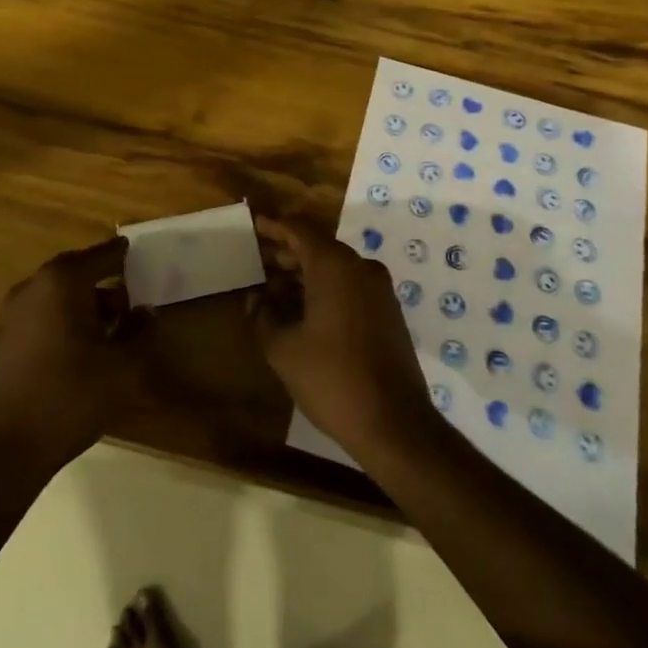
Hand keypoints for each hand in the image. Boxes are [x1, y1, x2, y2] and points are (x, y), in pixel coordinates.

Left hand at [0, 236, 148, 474]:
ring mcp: (15, 312)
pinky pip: (45, 313)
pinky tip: (85, 346)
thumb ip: (139, 332)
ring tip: (114, 325)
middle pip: (79, 271)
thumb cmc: (70, 396)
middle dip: (106, 281)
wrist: (7, 449)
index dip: (125, 256)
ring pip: (60, 294)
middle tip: (134, 295)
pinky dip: (66, 318)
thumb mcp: (121, 367)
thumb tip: (146, 312)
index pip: (103, 255)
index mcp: (62, 281)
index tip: (143, 256)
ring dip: (87, 303)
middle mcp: (35, 286)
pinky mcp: (6, 338)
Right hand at [249, 216, 438, 459]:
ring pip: (335, 269)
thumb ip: (263, 316)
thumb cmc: (331, 378)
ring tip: (273, 288)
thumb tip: (255, 298)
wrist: (394, 423)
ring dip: (304, 274)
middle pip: (318, 247)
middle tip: (257, 259)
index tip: (253, 225)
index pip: (299, 230)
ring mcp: (379, 290)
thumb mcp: (283, 349)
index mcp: (334, 266)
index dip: (274, 226)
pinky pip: (350, 287)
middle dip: (286, 252)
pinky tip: (302, 310)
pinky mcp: (388, 313)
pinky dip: (325, 290)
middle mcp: (360, 268)